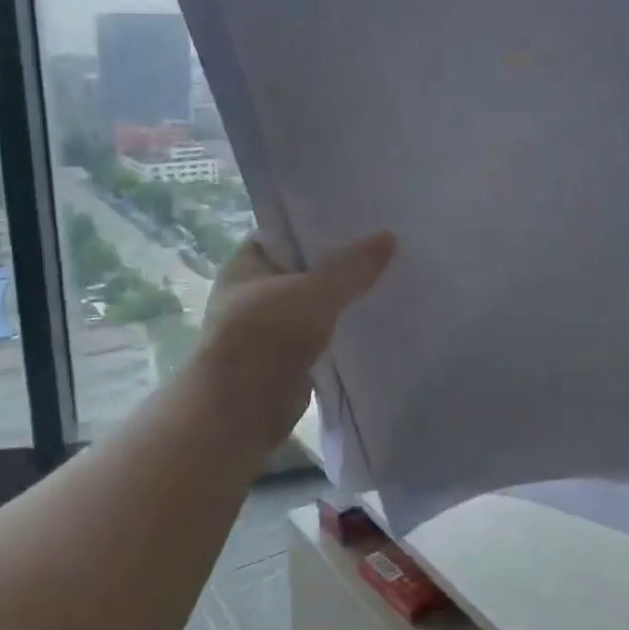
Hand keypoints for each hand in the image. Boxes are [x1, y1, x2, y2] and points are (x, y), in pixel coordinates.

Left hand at [196, 231, 396, 447]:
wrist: (239, 411)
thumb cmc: (265, 336)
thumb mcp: (314, 293)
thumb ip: (352, 267)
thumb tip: (389, 237)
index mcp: (248, 262)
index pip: (287, 231)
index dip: (321, 223)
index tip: (361, 218)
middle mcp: (255, 290)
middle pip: (305, 267)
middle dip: (341, 262)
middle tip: (386, 247)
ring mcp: (271, 326)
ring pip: (316, 302)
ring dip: (344, 298)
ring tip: (389, 279)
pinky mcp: (288, 356)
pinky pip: (322, 333)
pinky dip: (343, 328)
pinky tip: (376, 319)